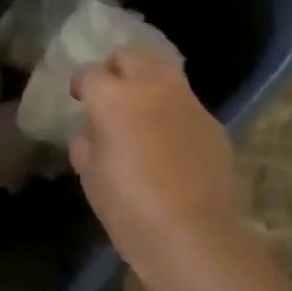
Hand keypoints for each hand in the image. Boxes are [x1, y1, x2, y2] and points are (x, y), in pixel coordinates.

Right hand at [70, 49, 236, 257]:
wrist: (191, 235)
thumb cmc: (128, 207)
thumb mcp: (90, 176)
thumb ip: (85, 144)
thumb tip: (89, 133)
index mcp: (113, 98)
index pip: (90, 73)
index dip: (82, 85)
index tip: (79, 99)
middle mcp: (151, 87)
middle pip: (130, 55)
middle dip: (116, 68)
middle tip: (111, 95)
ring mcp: (187, 102)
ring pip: (164, 71)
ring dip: (148, 83)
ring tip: (142, 113)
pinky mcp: (212, 122)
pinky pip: (186, 104)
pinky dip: (173, 111)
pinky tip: (171, 142)